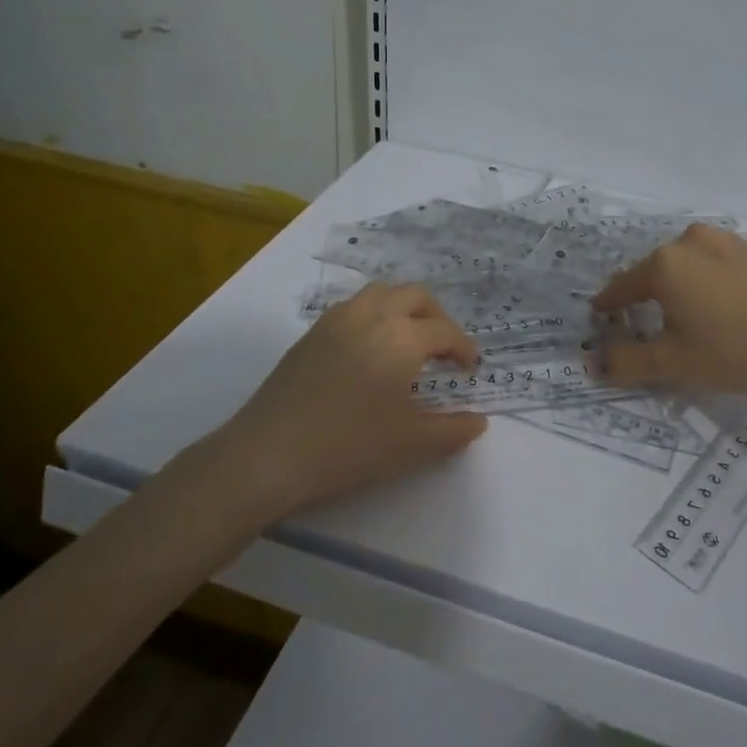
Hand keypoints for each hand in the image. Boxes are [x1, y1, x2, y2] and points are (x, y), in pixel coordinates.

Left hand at [207, 282, 485, 521]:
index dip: (463, 349)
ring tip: (409, 341)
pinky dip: (374, 315)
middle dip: (437, 317)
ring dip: (404, 308)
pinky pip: (354, 306)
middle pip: (416, 296)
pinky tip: (370, 350)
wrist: (268, 454)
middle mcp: (372, 315)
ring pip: (382, 293)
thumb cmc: (348, 447)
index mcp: (402, 336)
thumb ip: (452, 431)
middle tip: (444, 349)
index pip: (445, 332)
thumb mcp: (410, 445)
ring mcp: (337, 319)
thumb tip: (478, 422)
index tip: (469, 369)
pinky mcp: (312, 333)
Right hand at [591, 223, 746, 397]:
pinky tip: (721, 306)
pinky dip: (708, 279)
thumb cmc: (732, 352)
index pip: (623, 285)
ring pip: (686, 263)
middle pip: (655, 271)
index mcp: (665, 264)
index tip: (601, 315)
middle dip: (647, 296)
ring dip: (679, 285)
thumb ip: (625, 362)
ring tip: (688, 316)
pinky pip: (714, 261)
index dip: (609, 304)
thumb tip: (592, 364)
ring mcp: (724, 239)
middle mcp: (689, 240)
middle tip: (649, 324)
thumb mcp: (672, 364)